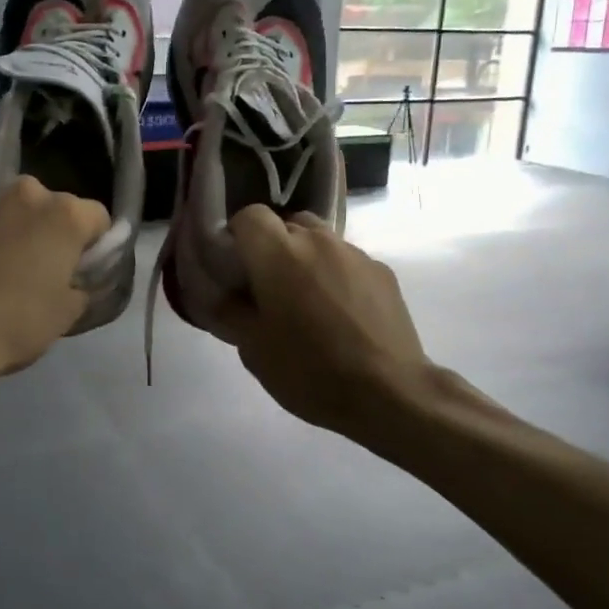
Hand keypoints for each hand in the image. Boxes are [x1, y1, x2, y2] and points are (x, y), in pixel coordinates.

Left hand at [0, 176, 109, 391]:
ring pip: (14, 215)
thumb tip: (74, 279)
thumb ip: (81, 285)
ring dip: (16, 235)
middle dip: (52, 234)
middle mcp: (27, 194)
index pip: (97, 218)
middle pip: (53, 209)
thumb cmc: (15, 322)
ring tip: (3, 275)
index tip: (82, 272)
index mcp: (64, 214)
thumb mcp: (67, 313)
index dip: (95, 246)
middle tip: (43, 273)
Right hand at [212, 208, 435, 439]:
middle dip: (272, 248)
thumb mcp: (253, 349)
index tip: (235, 268)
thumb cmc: (310, 371)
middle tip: (268, 289)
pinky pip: (347, 261)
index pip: (249, 216)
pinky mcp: (382, 272)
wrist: (389, 393)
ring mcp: (355, 253)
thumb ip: (229, 311)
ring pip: (319, 240)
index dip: (237, 236)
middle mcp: (317, 240)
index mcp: (279, 254)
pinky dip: (335, 276)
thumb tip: (218, 292)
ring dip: (305, 260)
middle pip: (286, 224)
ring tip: (307, 302)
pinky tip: (341, 315)